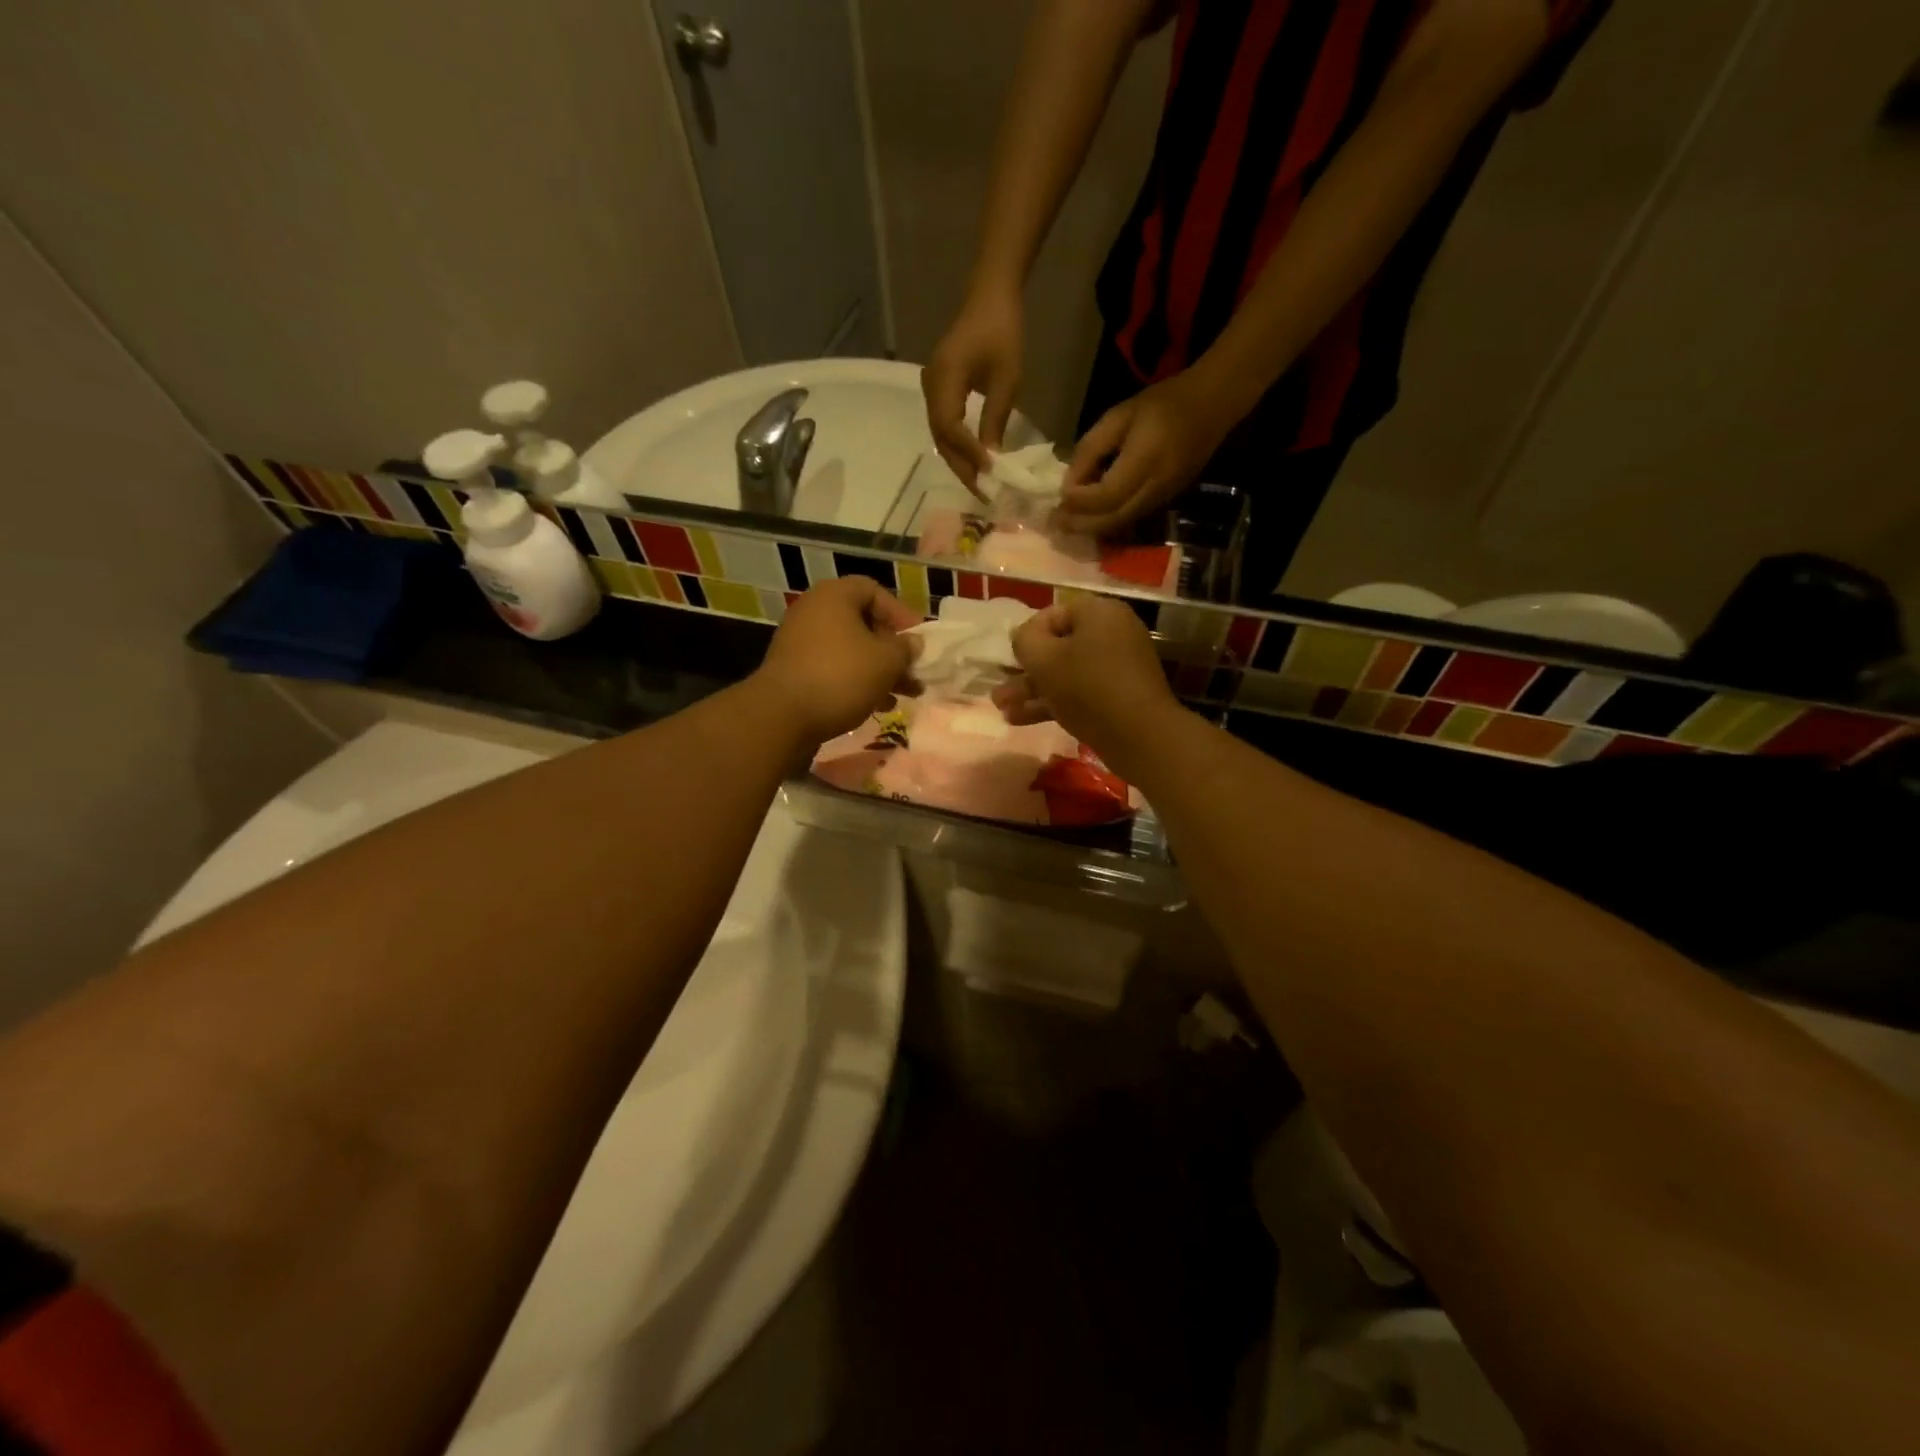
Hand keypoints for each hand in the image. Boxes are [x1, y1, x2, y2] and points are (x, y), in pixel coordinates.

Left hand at [754, 578, 921, 743]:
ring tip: (904, 694)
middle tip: (913, 670)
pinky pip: (834, 668)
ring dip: (879, 670)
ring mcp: (800, 642)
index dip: (899, 612)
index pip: (873, 591)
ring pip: (851, 649)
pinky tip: (877, 705)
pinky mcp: (795, 670)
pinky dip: (857, 681)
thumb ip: (905, 649)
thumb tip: (913, 643)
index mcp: (834, 596)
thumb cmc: (841, 676)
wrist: (782, 716)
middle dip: (892, 649)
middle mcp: (814, 612)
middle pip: (863, 623)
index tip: (917, 639)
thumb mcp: (886, 661)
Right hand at [921, 286, 1023, 495]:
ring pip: (940, 435)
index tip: (988, 474)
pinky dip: (958, 446)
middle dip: (962, 466)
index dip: (967, 453)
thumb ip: (995, 419)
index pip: (949, 426)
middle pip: (940, 437)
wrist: (990, 297)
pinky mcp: (938, 390)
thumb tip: (992, 460)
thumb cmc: (1003, 333)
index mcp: (944, 378)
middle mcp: (930, 386)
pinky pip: (944, 425)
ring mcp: (931, 388)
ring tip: (980, 483)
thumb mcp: (1007, 379)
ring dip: (959, 460)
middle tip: (983, 492)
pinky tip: (974, 461)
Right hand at [994, 595, 1179, 773]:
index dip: (1026, 636)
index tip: (1011, 661)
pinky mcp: (1120, 696)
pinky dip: (1054, 702)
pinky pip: (1081, 692)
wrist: (1140, 736)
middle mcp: (1112, 632)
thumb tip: (1024, 637)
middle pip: (1059, 646)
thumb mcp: (1043, 659)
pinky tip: (1022, 720)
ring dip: (1033, 690)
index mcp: (1099, 613)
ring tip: (1003, 710)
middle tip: (1001, 690)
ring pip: (1066, 673)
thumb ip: (1024, 640)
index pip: (1052, 614)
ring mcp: (1119, 666)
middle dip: (1025, 671)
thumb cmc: (1087, 687)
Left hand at [1056, 369, 1238, 535]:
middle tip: (1054, 523)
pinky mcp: (1165, 502)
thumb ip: (1091, 448)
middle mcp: (1154, 487)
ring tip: (1067, 524)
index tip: (1059, 496)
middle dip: (1080, 524)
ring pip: (1121, 524)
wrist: (1212, 405)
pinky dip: (1107, 522)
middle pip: (1112, 519)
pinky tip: (1091, 517)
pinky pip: (1131, 519)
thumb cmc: (1162, 403)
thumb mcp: (1119, 415)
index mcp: (1144, 461)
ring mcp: (1162, 498)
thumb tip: (1069, 481)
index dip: (1079, 500)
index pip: (1105, 495)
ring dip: (1092, 528)